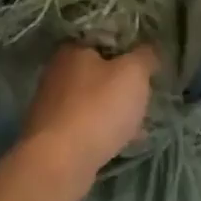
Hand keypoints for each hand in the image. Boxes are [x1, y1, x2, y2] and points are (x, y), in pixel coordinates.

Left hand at [17, 43, 158, 183]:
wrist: (60, 161)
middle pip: (97, 71)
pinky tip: (123, 142)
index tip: (146, 64)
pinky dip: (104, 130)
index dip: (128, 49)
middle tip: (145, 95)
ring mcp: (51, 104)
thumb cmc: (98, 108)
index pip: (103, 39)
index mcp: (72, 49)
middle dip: (121, 84)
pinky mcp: (53, 133)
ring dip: (114, 110)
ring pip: (92, 100)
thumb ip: (145, 56)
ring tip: (140, 123)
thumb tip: (149, 50)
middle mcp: (56, 72)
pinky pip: (86, 125)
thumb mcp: (133, 73)